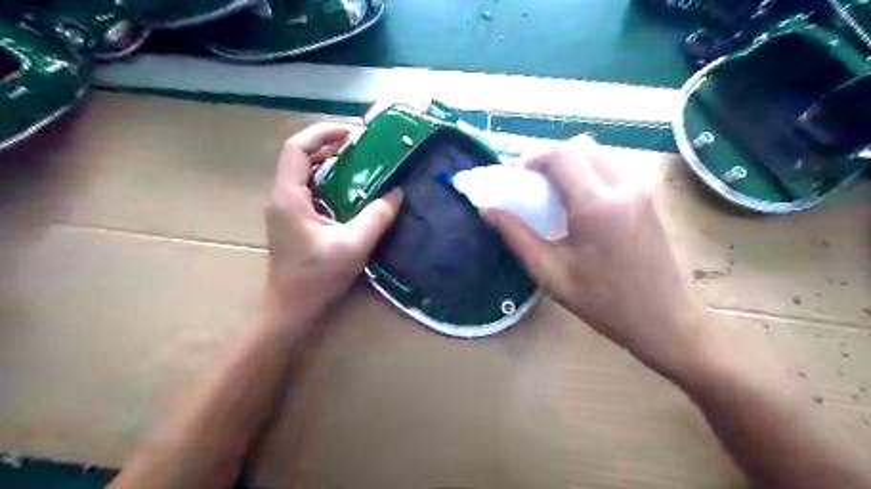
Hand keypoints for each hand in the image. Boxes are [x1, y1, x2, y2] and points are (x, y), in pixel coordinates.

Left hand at [263, 124, 403, 332]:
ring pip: (305, 171)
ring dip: (330, 161)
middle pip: (301, 156)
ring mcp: (286, 208)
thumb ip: (377, 217)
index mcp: (289, 197)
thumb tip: (398, 193)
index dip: (323, 133)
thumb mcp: (353, 246)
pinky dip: (330, 180)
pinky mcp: (293, 219)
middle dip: (330, 144)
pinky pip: (310, 188)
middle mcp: (282, 196)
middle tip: (364, 146)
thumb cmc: (317, 278)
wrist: (291, 308)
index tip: (354, 133)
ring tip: (361, 161)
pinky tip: (352, 188)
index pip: (297, 148)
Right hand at [486, 136, 709, 375]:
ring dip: (570, 164)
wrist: (667, 321)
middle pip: (580, 146)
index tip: (518, 179)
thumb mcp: (551, 274)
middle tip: (533, 186)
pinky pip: (611, 169)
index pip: (561, 155)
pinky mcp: (647, 198)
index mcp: (596, 205)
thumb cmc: (604, 304)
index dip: (533, 158)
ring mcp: (640, 190)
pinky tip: (579, 205)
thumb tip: (488, 210)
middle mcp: (622, 187)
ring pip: (597, 154)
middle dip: (550, 158)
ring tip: (554, 196)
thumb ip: (517, 237)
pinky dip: (587, 174)